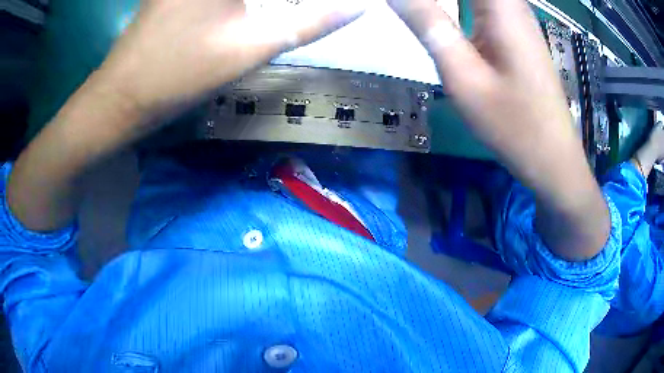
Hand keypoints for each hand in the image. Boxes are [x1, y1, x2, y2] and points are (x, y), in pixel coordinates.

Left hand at [98, 0, 364, 114]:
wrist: (121, 96)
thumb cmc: (180, 75)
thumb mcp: (252, 47)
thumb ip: (311, 23)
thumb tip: (361, 7)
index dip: (310, 3)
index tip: (341, 9)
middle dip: (285, 4)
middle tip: (314, 14)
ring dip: (269, 4)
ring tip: (281, 14)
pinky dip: (246, 2)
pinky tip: (251, 11)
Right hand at [388, 0, 609, 260]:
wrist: (552, 158)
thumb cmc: (514, 124)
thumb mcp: (464, 76)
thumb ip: (429, 26)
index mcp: (502, 6)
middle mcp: (512, 4)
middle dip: (433, 2)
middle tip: (406, 12)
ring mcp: (516, 18)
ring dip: (442, 4)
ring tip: (419, 16)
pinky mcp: (516, 33)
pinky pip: (483, 5)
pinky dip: (457, 7)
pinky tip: (439, 17)